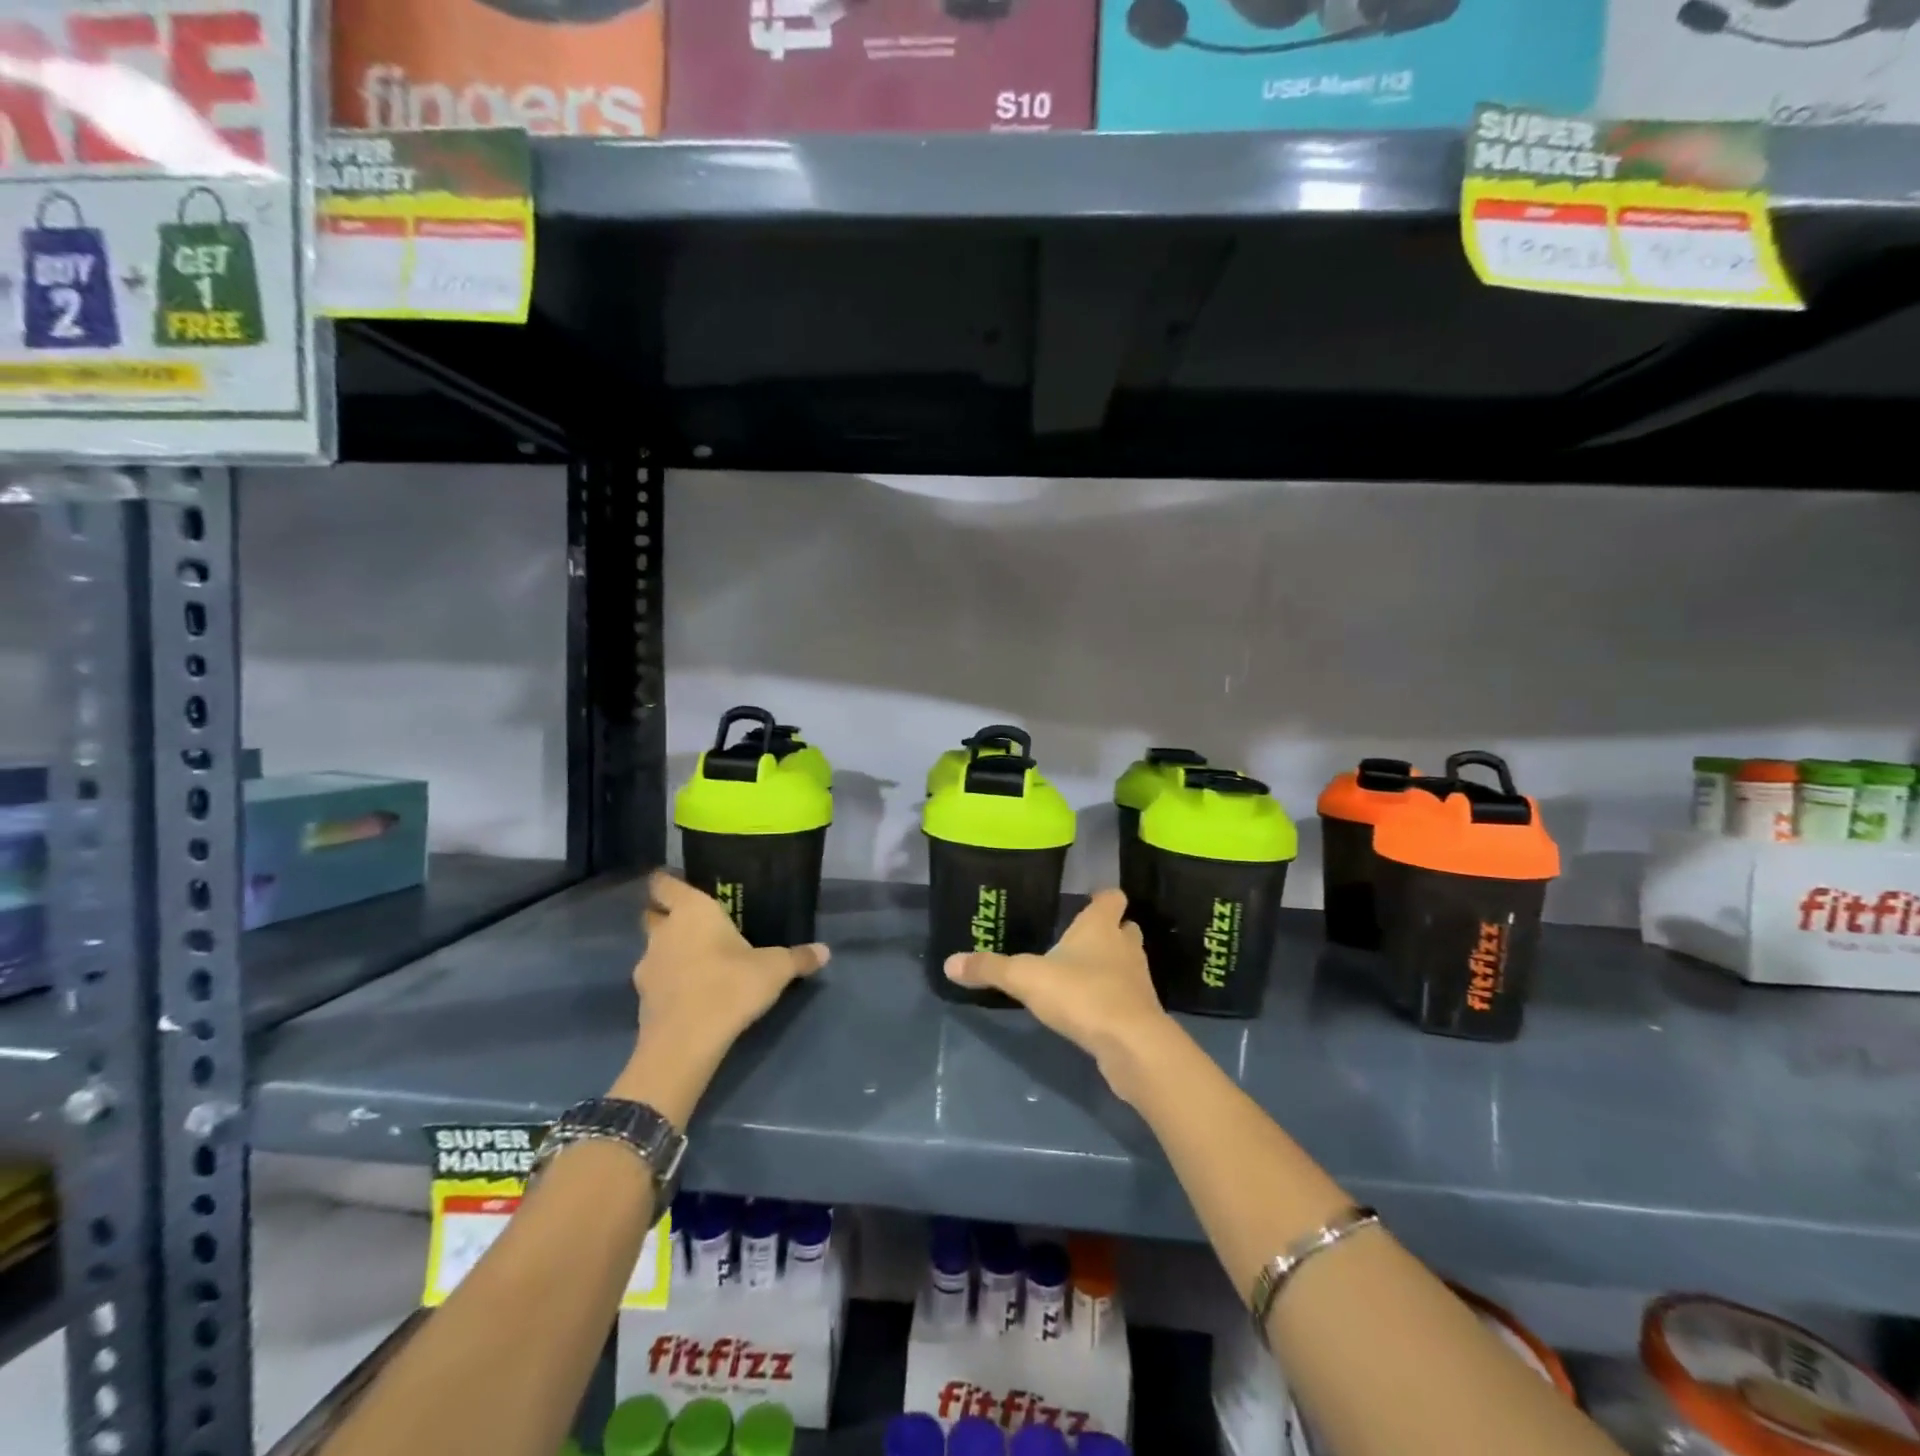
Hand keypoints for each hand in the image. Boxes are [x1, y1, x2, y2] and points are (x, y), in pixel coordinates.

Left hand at [612, 871, 828, 1126]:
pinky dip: (668, 981)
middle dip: (666, 915)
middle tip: (694, 922)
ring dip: (668, 951)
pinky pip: (655, 979)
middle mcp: (663, 932)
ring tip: (697, 960)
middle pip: (652, 914)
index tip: (679, 882)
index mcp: (692, 911)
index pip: (663, 883)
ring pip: (653, 948)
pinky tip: (690, 991)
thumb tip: (825, 951)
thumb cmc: (730, 986)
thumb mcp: (775, 970)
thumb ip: (798, 957)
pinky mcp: (642, 998)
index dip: (666, 881)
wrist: (686, 1043)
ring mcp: (647, 966)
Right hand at [943, 889, 1177, 1104]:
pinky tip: (1091, 1010)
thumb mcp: (1025, 978)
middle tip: (1081, 942)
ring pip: (1127, 963)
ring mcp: (1138, 981)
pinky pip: (1127, 997)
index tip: (1088, 901)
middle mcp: (1125, 947)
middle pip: (1124, 929)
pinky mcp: (1142, 1013)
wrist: (1131, 1044)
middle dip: (1108, 933)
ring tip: (1082, 976)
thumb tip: (949, 963)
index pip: (1112, 897)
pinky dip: (1113, 999)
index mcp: (1101, 926)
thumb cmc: (1081, 994)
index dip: (1102, 898)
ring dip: (1111, 966)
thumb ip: (989, 969)